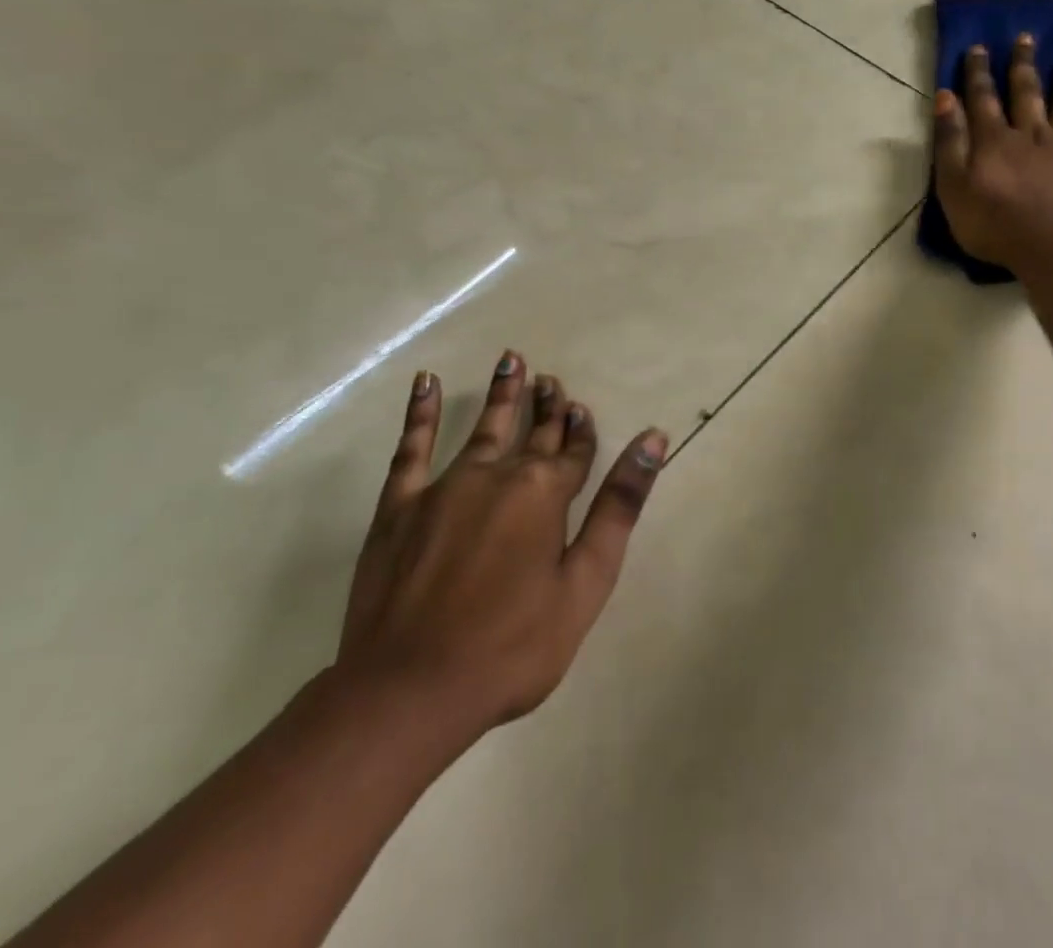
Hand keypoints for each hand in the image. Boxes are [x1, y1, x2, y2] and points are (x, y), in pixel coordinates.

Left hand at [335, 354, 668, 755]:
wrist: (409, 692)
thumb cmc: (512, 646)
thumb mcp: (586, 582)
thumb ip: (620, 506)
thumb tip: (653, 439)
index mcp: (546, 493)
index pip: (573, 451)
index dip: (580, 430)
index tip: (580, 408)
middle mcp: (499, 475)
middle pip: (532, 432)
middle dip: (546, 405)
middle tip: (551, 379)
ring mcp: (445, 486)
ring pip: (483, 427)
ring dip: (501, 394)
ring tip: (511, 360)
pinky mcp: (399, 506)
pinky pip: (411, 448)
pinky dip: (420, 413)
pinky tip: (425, 382)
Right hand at [933, 34, 1052, 267]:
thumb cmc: (993, 223)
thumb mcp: (953, 186)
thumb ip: (949, 141)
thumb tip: (945, 97)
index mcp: (995, 140)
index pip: (983, 98)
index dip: (978, 73)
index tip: (979, 47)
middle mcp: (1032, 134)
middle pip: (1027, 93)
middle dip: (1023, 65)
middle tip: (1026, 38)